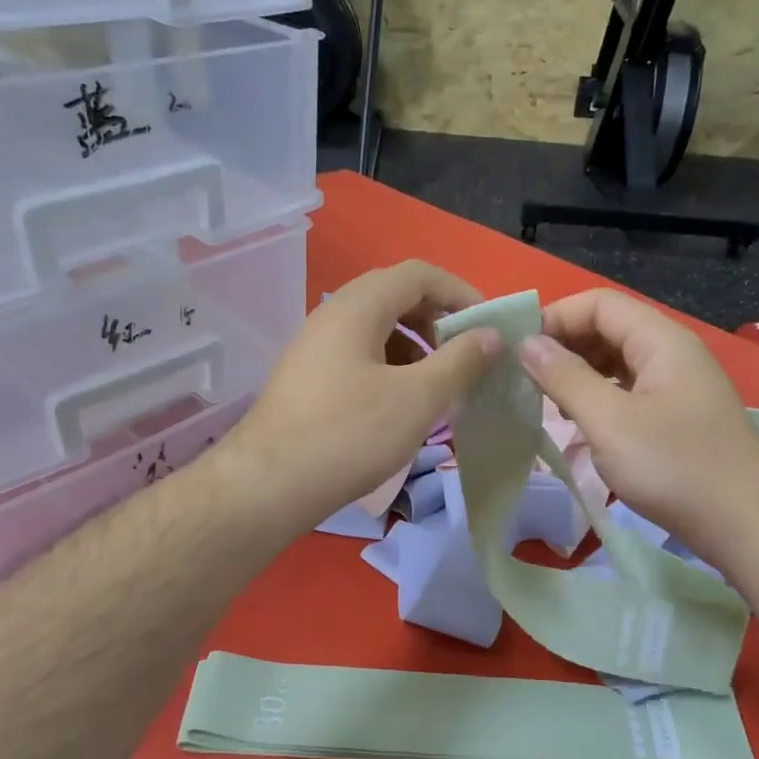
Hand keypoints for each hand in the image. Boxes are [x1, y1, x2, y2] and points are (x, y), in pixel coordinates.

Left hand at [218, 261, 501, 534]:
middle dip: (438, 320)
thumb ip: (460, 361)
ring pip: (377, 329)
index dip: (461, 292)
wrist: (268, 485)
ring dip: (416, 346)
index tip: (489, 326)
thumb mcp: (417, 399)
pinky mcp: (309, 378)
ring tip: (439, 384)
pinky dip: (391, 367)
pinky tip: (402, 404)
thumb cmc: (349, 435)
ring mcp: (316, 347)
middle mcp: (332, 315)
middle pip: (396, 296)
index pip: (419, 274)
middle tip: (466, 356)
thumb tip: (491, 335)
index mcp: (358, 306)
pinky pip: (359, 356)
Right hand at [518, 289, 758, 551]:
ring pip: (618, 363)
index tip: (519, 352)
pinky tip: (581, 427)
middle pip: (610, 329)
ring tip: (548, 405)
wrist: (747, 525)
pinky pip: (630, 392)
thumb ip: (565, 378)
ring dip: (580, 376)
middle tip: (527, 381)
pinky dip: (600, 400)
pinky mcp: (679, 417)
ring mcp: (678, 386)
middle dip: (565, 347)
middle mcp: (672, 353)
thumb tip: (527, 344)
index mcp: (660, 340)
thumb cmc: (674, 467)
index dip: (556, 318)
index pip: (599, 303)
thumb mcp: (609, 422)